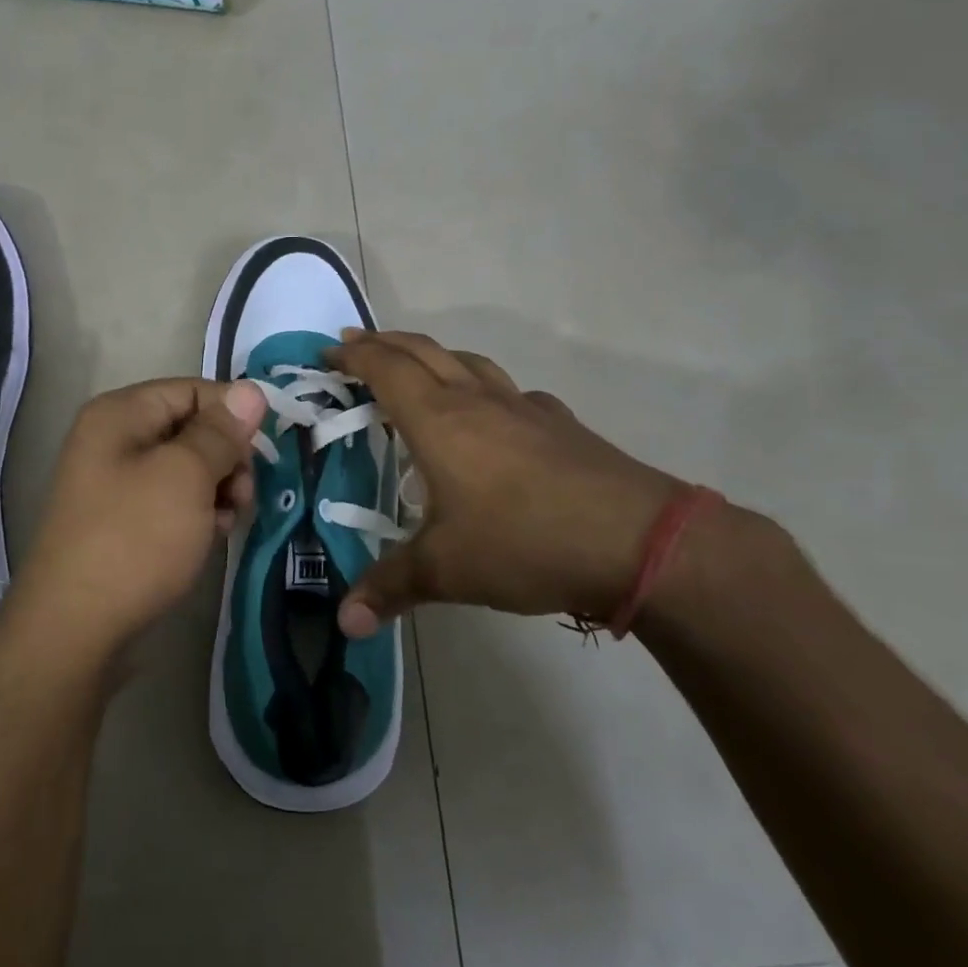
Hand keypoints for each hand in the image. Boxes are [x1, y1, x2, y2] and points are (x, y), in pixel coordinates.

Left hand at [5, 377, 268, 656]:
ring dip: (216, 489)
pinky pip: (171, 501)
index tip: (266, 450)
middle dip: (227, 457)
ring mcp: (114, 483)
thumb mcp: (186, 476)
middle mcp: (112, 440)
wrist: (75, 627)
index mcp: (120, 414)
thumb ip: (221, 431)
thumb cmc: (135, 539)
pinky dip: (196, 514)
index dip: (233, 413)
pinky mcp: (121, 522)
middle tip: (243, 495)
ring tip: (227, 521)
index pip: (192, 390)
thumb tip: (252, 389)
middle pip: (190, 428)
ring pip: (185, 469)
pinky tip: (209, 538)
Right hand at [327, 330, 684, 635]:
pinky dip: (482, 387)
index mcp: (439, 420)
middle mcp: (477, 400)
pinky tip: (489, 415)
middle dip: (384, 343)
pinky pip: (508, 391)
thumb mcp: (446, 570)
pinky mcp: (559, 424)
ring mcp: (523, 408)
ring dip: (432, 355)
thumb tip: (343, 623)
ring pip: (467, 362)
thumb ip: (389, 588)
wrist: (639, 542)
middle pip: (423, 351)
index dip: (353, 355)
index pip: (385, 369)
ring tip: (414, 367)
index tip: (328, 352)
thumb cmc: (525, 543)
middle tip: (355, 343)